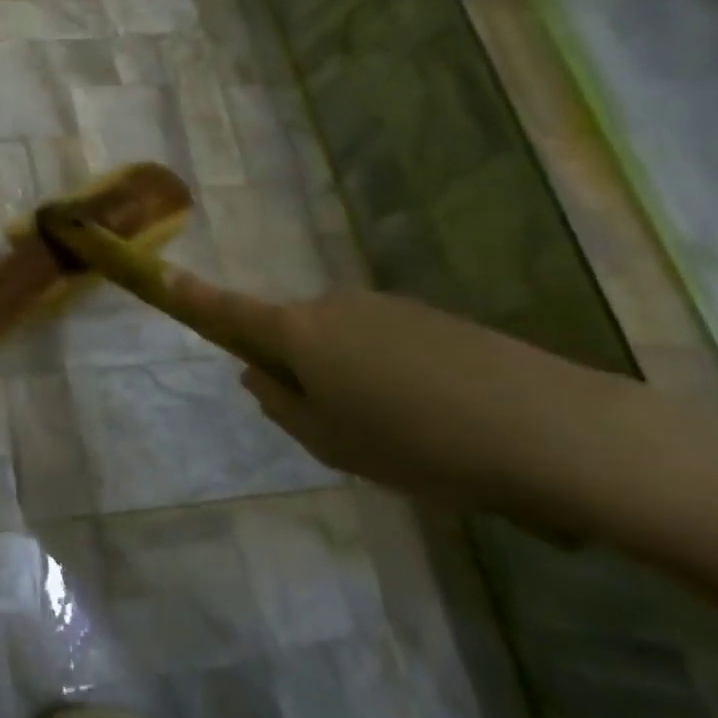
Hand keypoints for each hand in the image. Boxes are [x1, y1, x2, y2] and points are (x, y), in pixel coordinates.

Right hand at [214, 284, 709, 526]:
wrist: (553, 429)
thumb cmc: (417, 443)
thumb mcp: (333, 442)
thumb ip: (282, 405)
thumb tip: (259, 374)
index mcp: (299, 332)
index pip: (231, 311)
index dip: (194, 297)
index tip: (163, 275)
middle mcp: (335, 305)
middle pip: (295, 332)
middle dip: (301, 369)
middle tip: (340, 429)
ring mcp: (387, 307)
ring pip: (345, 342)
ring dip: (353, 378)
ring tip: (407, 437)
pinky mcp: (434, 319)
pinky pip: (388, 345)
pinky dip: (395, 378)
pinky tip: (442, 422)